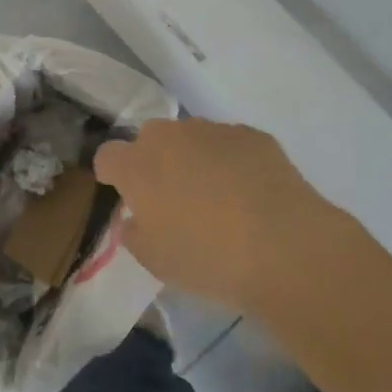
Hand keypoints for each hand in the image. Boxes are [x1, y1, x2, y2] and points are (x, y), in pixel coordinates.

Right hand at [94, 119, 330, 315]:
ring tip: (218, 198)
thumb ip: (135, 233)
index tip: (126, 196)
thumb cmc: (208, 258)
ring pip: (192, 138)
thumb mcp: (156, 261)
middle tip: (173, 199)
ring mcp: (213, 130)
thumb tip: (136, 218)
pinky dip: (231, 162)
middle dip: (155, 162)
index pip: (107, 156)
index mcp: (137, 166)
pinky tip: (250, 194)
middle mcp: (170, 137)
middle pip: (150, 140)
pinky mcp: (252, 135)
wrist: (285, 247)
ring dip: (194, 159)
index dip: (113, 174)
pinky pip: (229, 144)